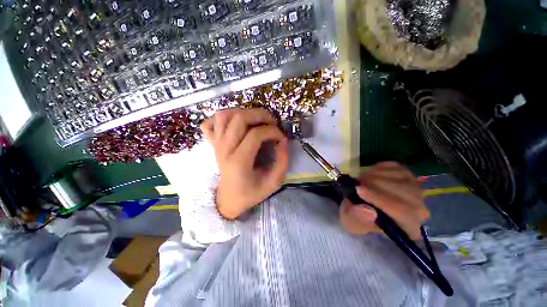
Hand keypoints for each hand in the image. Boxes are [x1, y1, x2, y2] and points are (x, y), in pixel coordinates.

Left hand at [201, 108, 288, 219]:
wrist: (228, 200)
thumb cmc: (251, 193)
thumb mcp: (273, 183)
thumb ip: (282, 162)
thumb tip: (284, 141)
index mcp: (239, 162)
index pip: (255, 134)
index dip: (272, 131)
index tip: (281, 138)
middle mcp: (224, 149)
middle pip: (239, 118)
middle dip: (260, 115)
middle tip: (272, 122)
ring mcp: (216, 145)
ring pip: (223, 115)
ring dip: (242, 112)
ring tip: (256, 121)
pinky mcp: (213, 144)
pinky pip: (210, 122)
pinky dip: (222, 118)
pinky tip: (235, 124)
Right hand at [339, 162, 428, 239]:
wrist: (360, 204)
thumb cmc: (357, 217)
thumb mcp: (351, 222)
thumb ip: (357, 219)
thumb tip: (368, 211)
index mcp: (407, 228)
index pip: (403, 213)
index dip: (380, 200)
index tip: (359, 190)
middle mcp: (418, 210)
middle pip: (406, 193)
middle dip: (376, 184)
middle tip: (357, 183)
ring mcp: (414, 189)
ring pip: (401, 177)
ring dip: (375, 175)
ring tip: (361, 180)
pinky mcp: (407, 175)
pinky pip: (395, 167)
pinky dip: (379, 168)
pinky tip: (370, 175)